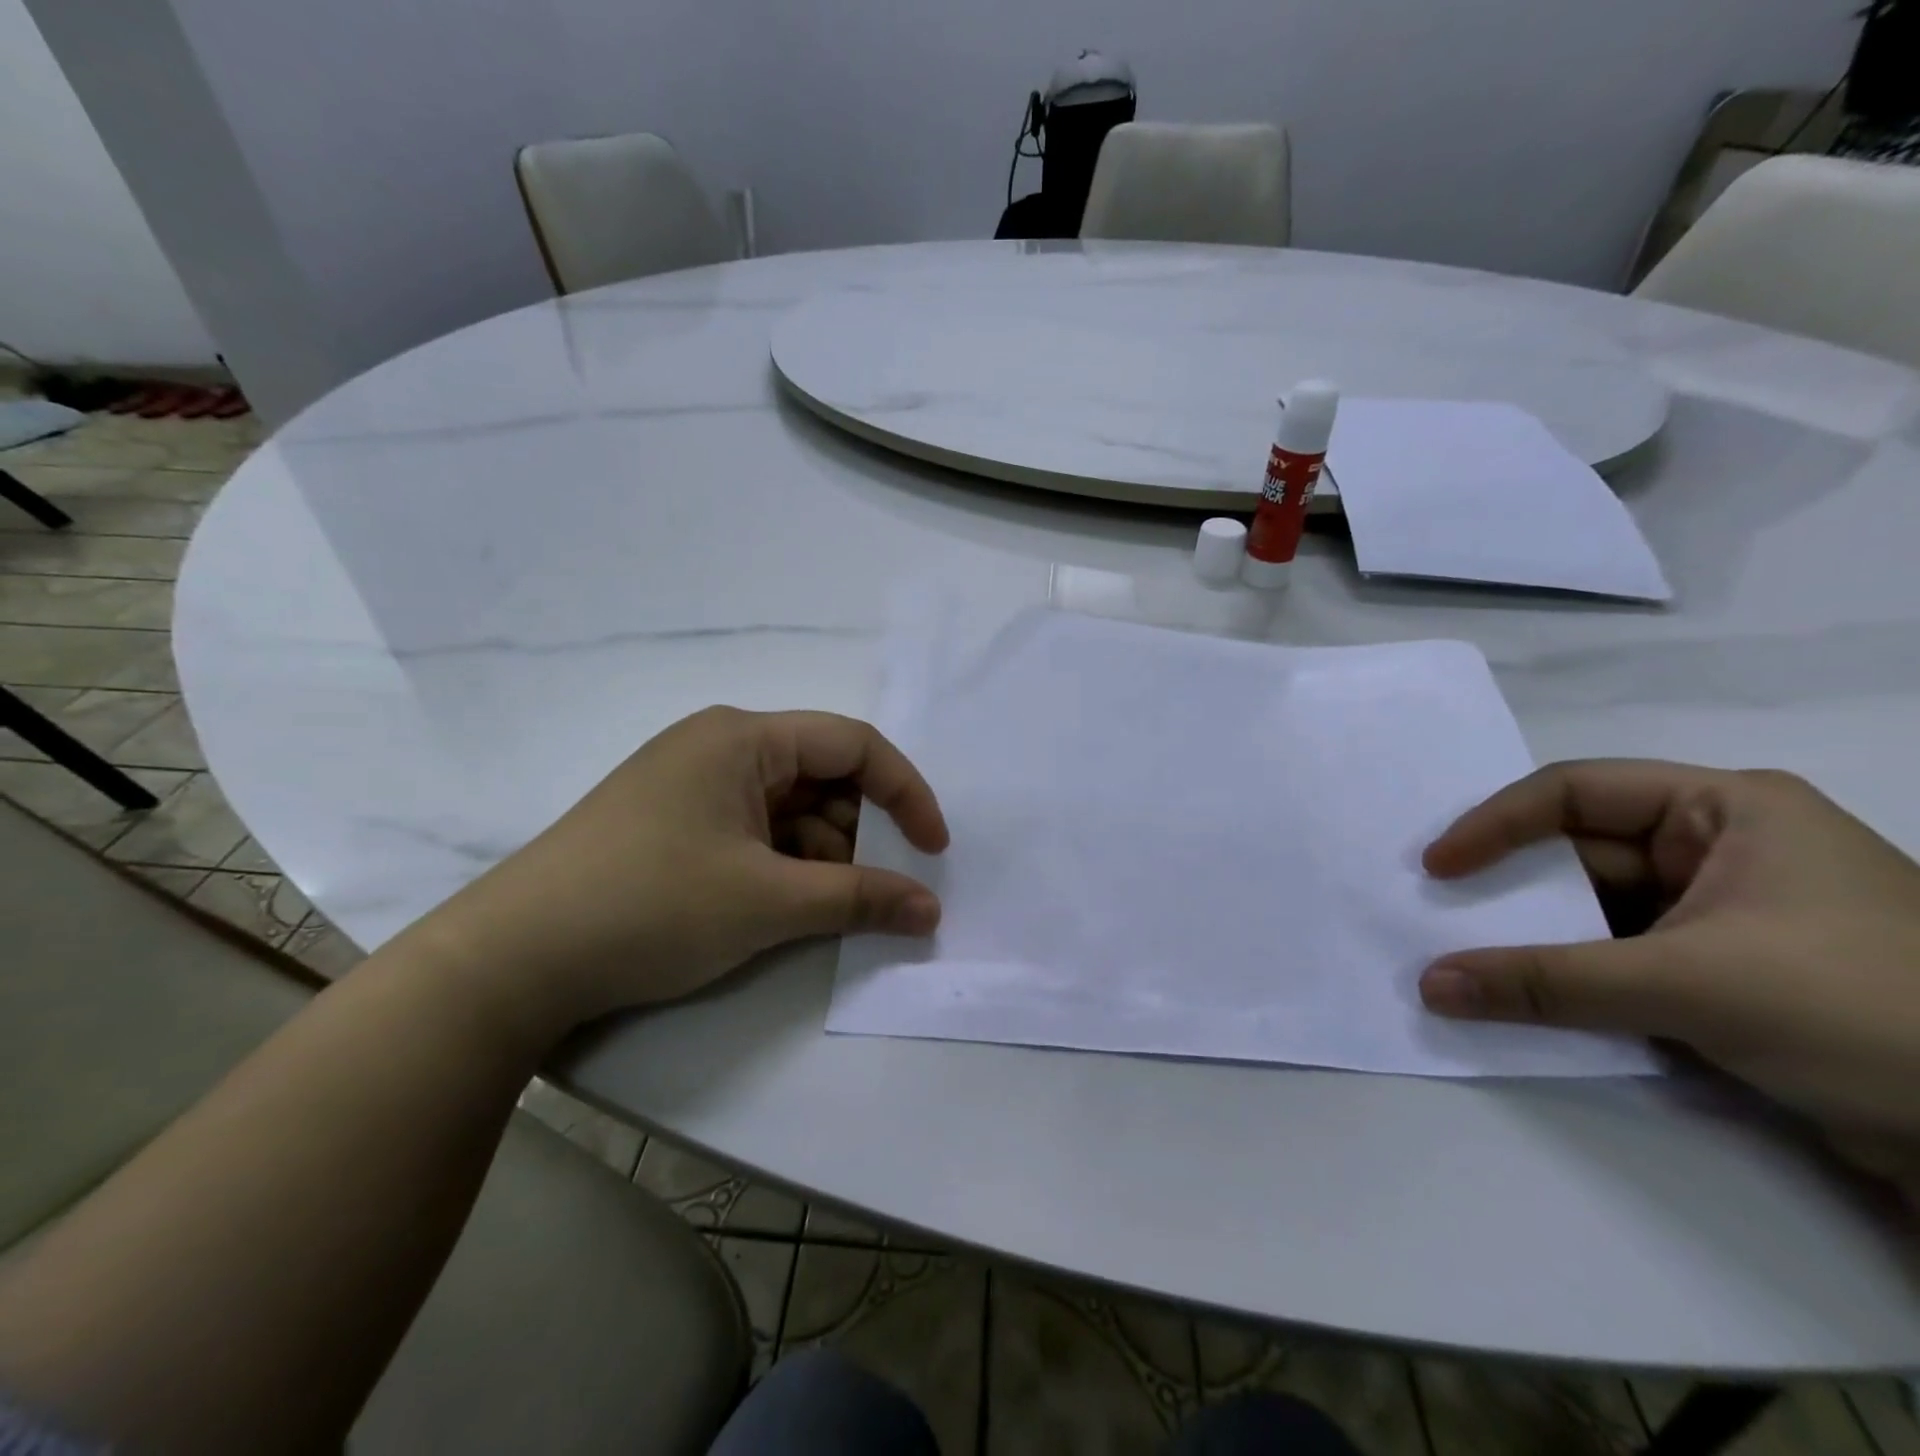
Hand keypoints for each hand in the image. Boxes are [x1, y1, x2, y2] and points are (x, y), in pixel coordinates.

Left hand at [405, 707, 948, 1034]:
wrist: (512, 961)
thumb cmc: (650, 907)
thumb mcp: (767, 902)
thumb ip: (860, 899)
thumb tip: (930, 910)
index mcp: (743, 737)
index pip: (853, 744)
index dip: (905, 792)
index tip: (933, 850)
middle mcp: (720, 746)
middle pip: (822, 775)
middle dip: (858, 832)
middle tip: (867, 891)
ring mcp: (693, 784)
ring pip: (789, 808)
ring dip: (820, 854)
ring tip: (815, 909)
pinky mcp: (674, 821)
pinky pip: (754, 829)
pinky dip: (782, 864)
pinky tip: (776, 906)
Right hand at [1418, 761, 1919, 1181]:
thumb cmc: (1866, 1012)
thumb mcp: (1690, 987)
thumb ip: (1546, 983)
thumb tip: (1428, 987)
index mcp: (1726, 809)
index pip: (1573, 791)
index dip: (1493, 824)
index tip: (1436, 868)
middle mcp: (1720, 847)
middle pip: (1578, 851)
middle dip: (1508, 885)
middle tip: (1435, 910)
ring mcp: (1723, 913)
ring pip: (1594, 909)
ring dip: (1534, 936)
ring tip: (1464, 956)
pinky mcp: (1724, 972)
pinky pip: (1618, 956)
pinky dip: (1570, 974)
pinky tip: (1523, 993)